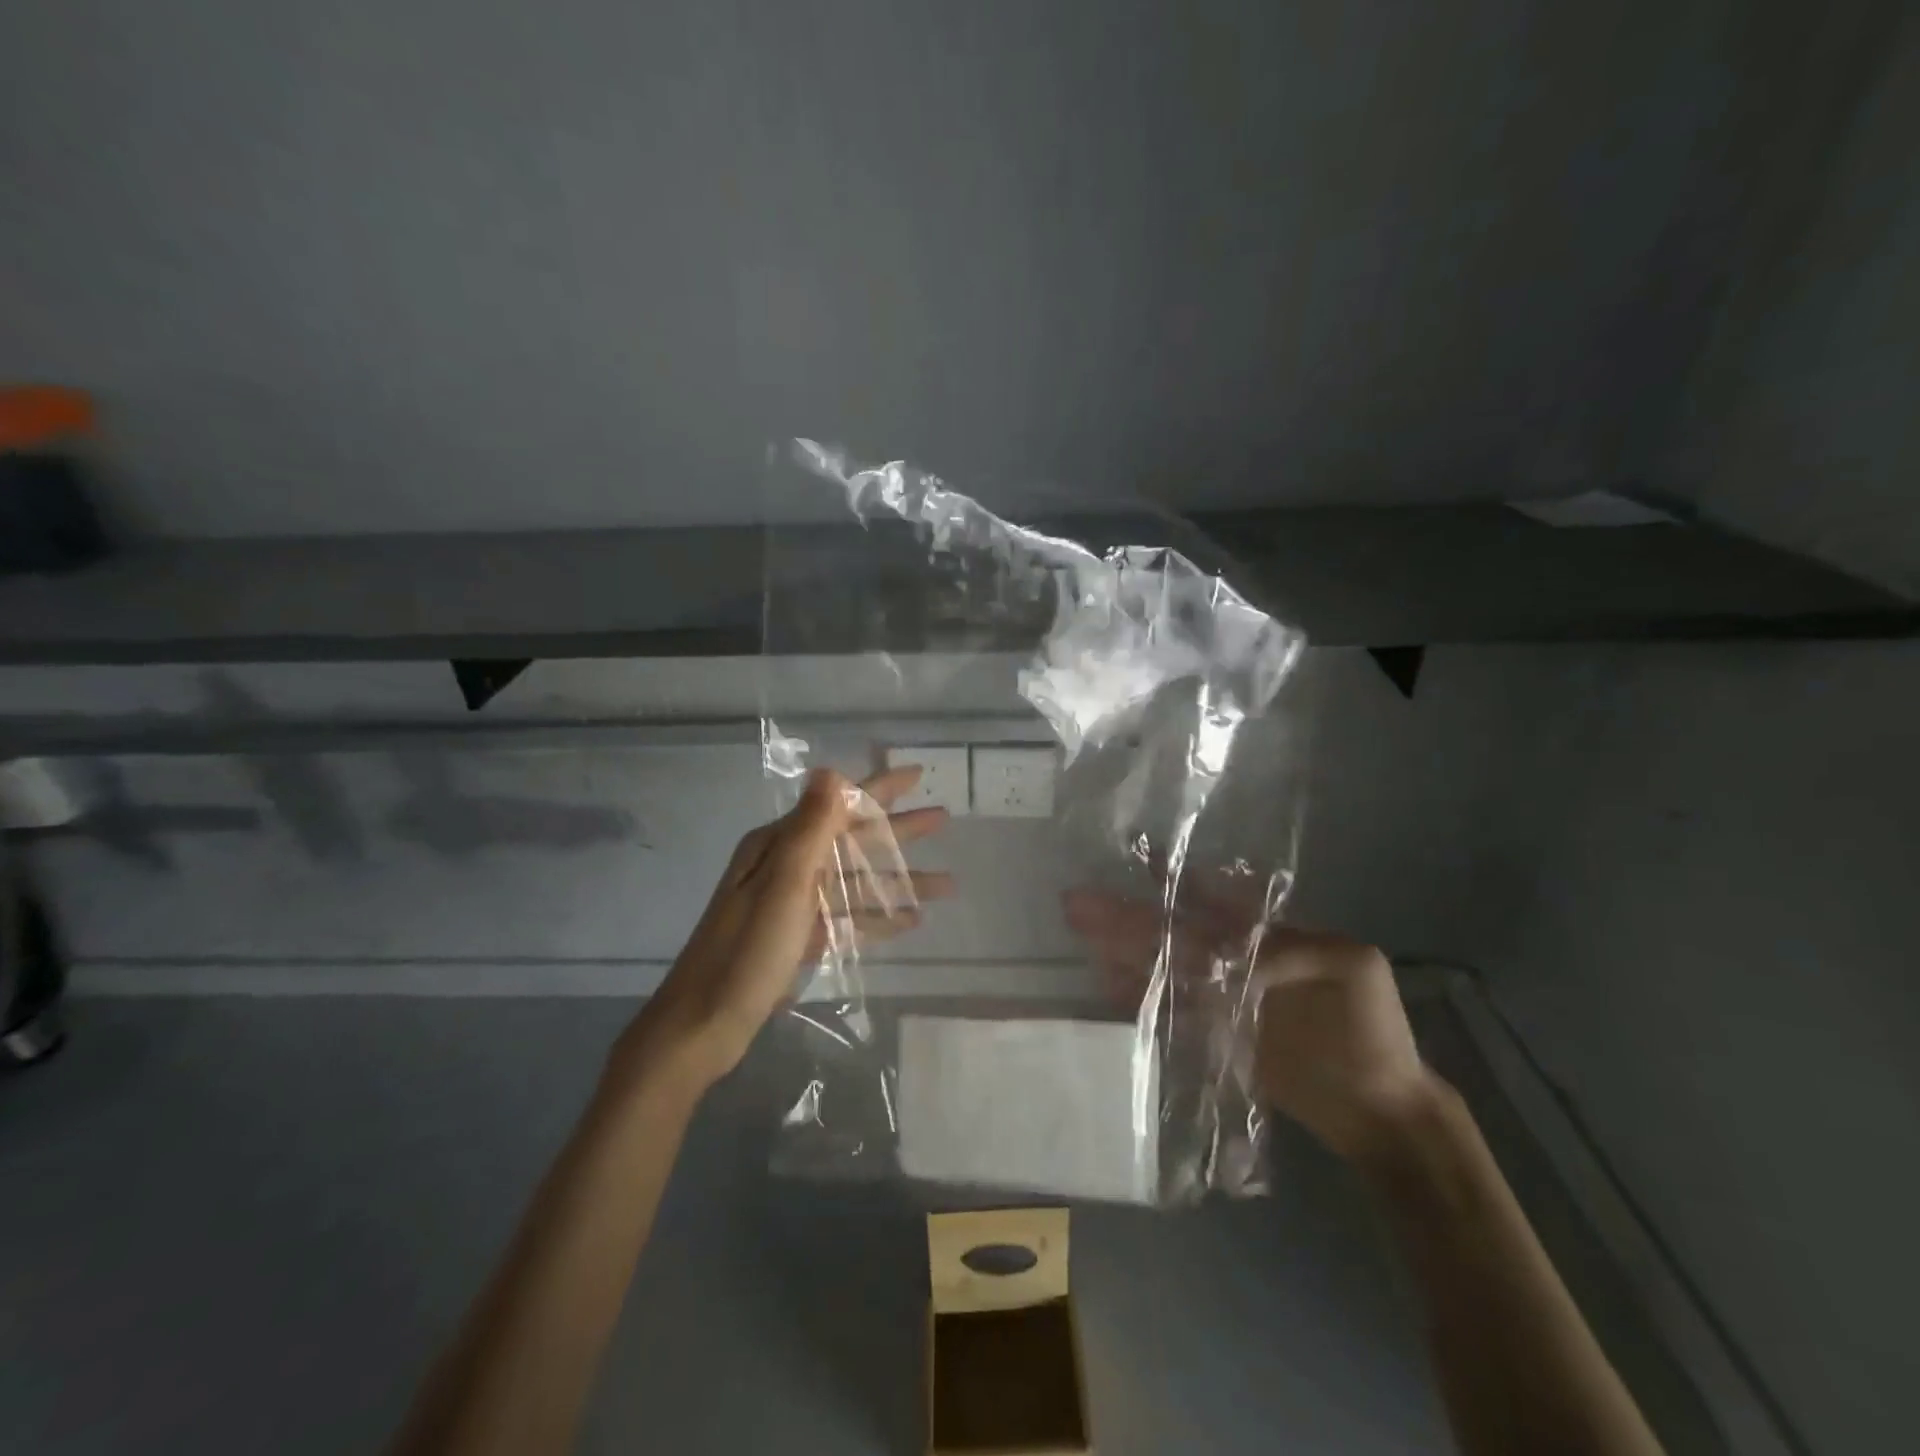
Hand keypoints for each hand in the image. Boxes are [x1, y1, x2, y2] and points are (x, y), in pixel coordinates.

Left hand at [617, 766, 952, 1091]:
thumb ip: (811, 828)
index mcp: (778, 846)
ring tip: (945, 884)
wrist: (701, 1026)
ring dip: (897, 880)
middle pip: (851, 839)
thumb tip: (830, 769)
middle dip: (897, 830)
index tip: (917, 774)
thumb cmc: (746, 952)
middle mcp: (784, 866)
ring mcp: (790, 903)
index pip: (838, 804)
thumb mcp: (783, 884)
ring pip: (854, 881)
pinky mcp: (795, 936)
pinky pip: (845, 917)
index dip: (879, 789)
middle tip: (942, 819)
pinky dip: (876, 916)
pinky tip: (910, 920)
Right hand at [1063, 885, 1432, 1165]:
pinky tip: (1107, 983)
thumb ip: (1289, 949)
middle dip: (1129, 916)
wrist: (1378, 1108)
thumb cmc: (1369, 1030)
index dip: (1172, 882)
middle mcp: (1235, 959)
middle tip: (1079, 904)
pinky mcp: (1213, 1035)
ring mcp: (1221, 998)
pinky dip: (1138, 996)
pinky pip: (1169, 1009)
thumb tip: (1226, 950)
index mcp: (1265, 935)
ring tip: (1083, 938)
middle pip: (1174, 932)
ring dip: (1124, 952)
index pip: (1210, 901)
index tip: (1136, 862)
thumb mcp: (1352, 969)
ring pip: (1164, 967)